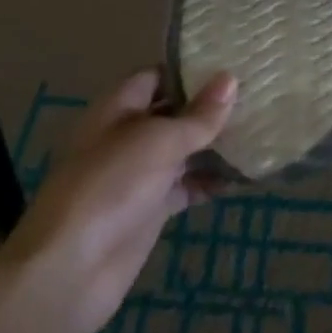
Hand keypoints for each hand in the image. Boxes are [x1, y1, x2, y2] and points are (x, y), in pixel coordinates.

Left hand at [0, 69, 233, 332]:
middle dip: (210, 107)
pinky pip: (187, 186)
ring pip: (183, 149)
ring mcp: (139, 174)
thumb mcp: (157, 142)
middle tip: (259, 93)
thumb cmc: (109, 187)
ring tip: (261, 130)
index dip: (191, 69)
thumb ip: (198, 115)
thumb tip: (231, 78)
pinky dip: (211, 181)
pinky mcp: (150, 209)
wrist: (70, 271)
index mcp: (118, 108)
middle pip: (173, 112)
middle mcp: (128, 135)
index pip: (157, 76)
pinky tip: (245, 176)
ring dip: (215, 144)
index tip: (233, 62)